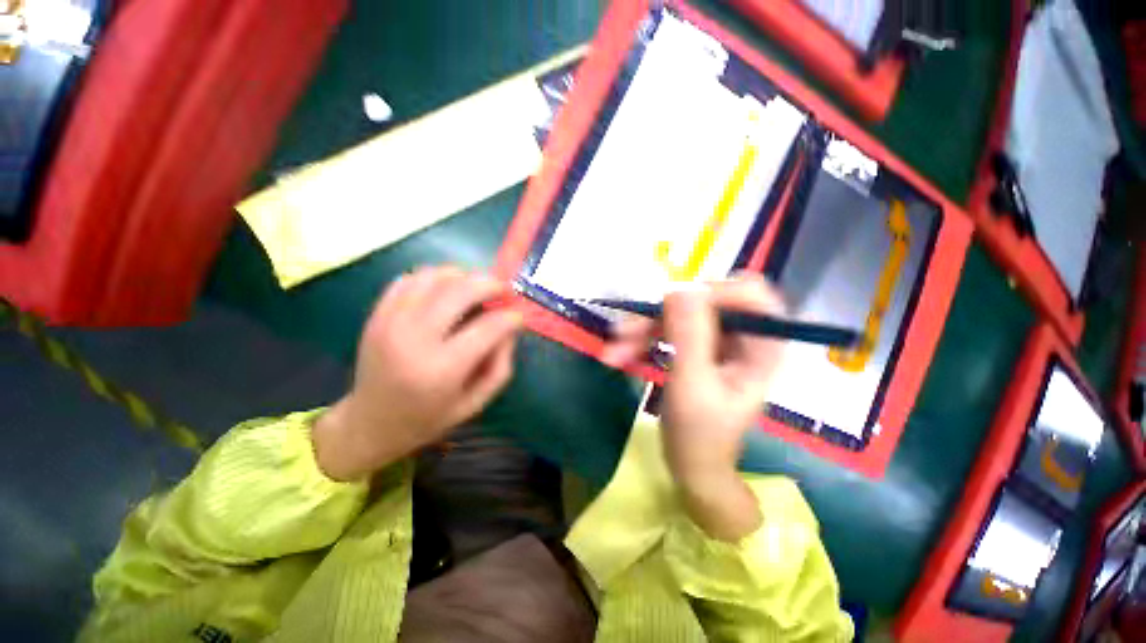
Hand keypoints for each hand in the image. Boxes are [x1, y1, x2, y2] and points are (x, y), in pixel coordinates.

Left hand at [314, 267, 522, 480]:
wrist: (371, 424)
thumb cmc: (429, 418)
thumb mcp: (476, 402)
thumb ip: (501, 365)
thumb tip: (510, 327)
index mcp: (442, 369)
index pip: (488, 327)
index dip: (511, 317)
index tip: (519, 316)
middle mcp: (414, 339)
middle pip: (461, 290)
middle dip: (491, 284)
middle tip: (504, 291)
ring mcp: (390, 322)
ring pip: (434, 276)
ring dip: (463, 276)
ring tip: (476, 288)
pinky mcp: (377, 314)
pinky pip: (409, 279)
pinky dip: (434, 277)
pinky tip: (446, 291)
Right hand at [603, 275, 786, 539]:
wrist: (691, 466)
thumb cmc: (700, 435)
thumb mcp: (693, 385)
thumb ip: (690, 336)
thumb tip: (680, 286)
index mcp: (761, 346)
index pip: (748, 294)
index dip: (711, 292)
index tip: (671, 304)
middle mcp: (742, 336)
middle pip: (703, 302)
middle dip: (661, 316)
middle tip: (625, 332)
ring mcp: (717, 340)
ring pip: (679, 315)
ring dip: (643, 329)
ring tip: (614, 350)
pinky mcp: (696, 347)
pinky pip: (668, 329)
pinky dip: (643, 339)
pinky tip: (621, 354)